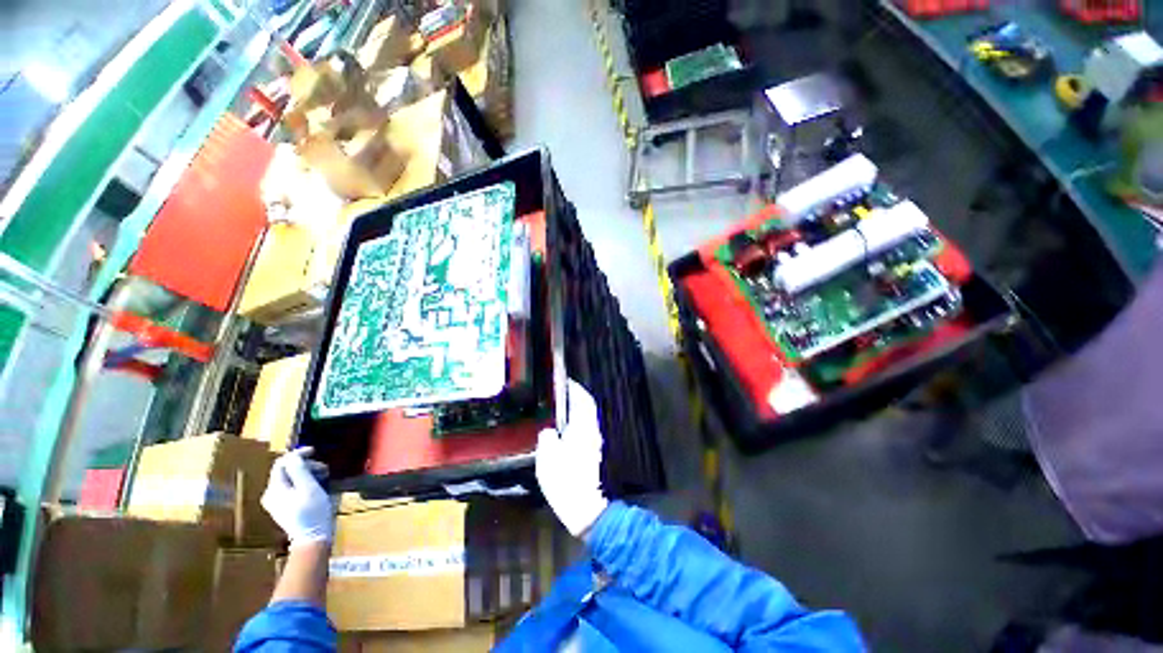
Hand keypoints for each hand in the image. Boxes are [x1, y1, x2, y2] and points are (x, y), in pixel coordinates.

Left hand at [262, 447, 334, 547]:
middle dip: (305, 465)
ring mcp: (275, 502)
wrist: (312, 538)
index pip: (281, 463)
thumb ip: (299, 469)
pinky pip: (291, 488)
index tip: (314, 451)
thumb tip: (294, 456)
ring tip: (323, 476)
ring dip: (307, 474)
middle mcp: (270, 494)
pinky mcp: (282, 508)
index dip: (297, 454)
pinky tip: (316, 486)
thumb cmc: (312, 511)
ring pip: (290, 479)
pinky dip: (304, 482)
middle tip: (324, 468)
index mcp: (274, 488)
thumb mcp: (309, 487)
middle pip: (286, 471)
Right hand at [536, 379, 608, 536]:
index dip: (576, 389)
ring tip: (562, 407)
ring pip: (588, 417)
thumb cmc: (564, 479)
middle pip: (588, 407)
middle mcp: (591, 431)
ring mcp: (594, 441)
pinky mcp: (593, 452)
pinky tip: (566, 428)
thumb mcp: (547, 457)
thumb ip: (547, 438)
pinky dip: (578, 421)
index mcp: (582, 427)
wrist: (584, 505)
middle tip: (563, 392)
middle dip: (577, 397)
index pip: (583, 400)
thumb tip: (549, 431)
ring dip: (578, 408)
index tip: (566, 382)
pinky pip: (586, 428)